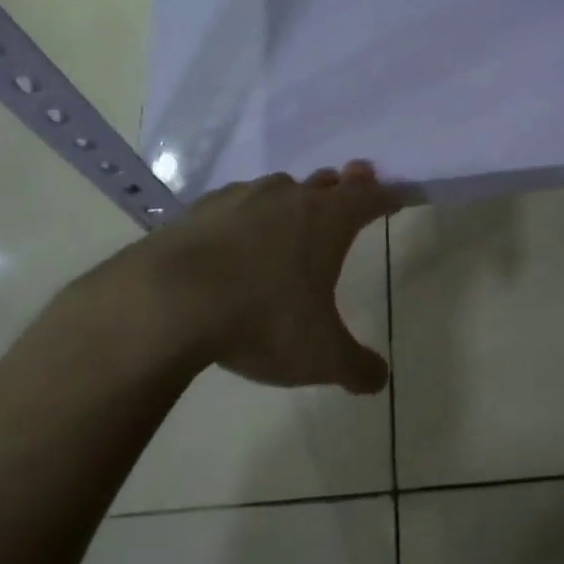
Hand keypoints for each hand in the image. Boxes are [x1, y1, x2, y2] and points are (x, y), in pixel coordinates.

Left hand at [65, 161, 403, 393]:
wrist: (166, 303)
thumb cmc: (261, 320)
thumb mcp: (320, 356)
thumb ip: (356, 368)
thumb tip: (378, 380)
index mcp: (327, 221)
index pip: (370, 198)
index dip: (388, 197)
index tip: (397, 196)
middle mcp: (288, 198)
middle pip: (326, 183)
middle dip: (344, 186)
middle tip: (352, 184)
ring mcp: (240, 198)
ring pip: (279, 189)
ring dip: (293, 199)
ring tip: (293, 215)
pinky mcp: (198, 210)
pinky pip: (235, 203)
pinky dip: (246, 214)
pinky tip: (235, 236)